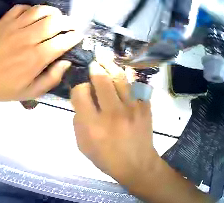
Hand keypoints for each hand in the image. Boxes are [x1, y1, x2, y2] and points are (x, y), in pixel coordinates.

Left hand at [0, 4, 82, 102]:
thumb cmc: (2, 88)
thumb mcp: (30, 92)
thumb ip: (52, 78)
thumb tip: (67, 62)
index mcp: (36, 58)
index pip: (63, 41)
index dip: (74, 37)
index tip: (79, 36)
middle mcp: (28, 38)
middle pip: (55, 21)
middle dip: (68, 22)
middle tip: (72, 25)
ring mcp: (14, 27)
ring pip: (40, 10)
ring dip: (53, 11)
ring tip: (57, 16)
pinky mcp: (3, 22)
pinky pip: (21, 8)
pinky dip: (32, 8)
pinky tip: (34, 15)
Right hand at [71, 59, 158, 186]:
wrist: (136, 163)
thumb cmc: (107, 158)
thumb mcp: (84, 146)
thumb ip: (79, 122)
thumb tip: (81, 101)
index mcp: (93, 125)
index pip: (81, 93)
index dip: (78, 87)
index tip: (82, 89)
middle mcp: (112, 113)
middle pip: (101, 79)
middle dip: (94, 68)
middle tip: (93, 64)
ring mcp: (131, 107)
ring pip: (119, 77)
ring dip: (110, 65)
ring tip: (104, 58)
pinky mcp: (144, 105)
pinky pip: (136, 83)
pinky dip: (128, 75)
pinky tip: (123, 71)